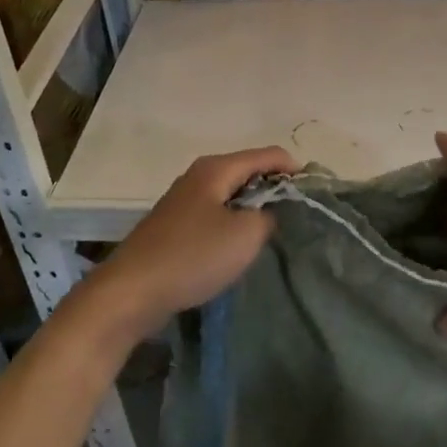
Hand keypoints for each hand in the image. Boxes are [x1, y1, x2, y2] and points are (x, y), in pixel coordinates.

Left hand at [85, 145, 297, 343]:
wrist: (131, 292)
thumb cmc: (193, 256)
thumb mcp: (245, 235)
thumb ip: (271, 215)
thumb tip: (274, 209)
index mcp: (216, 168)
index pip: (268, 154)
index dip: (294, 170)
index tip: (315, 195)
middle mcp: (199, 175)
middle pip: (248, 171)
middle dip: (275, 189)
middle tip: (298, 216)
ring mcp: (183, 200)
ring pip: (231, 194)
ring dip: (253, 208)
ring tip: (274, 232)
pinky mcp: (175, 225)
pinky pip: (215, 214)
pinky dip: (233, 223)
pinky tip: (239, 246)